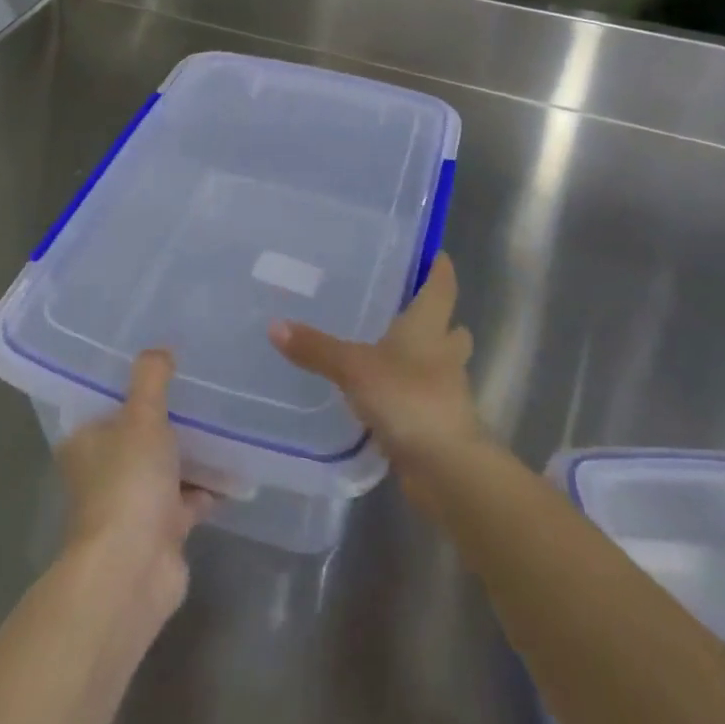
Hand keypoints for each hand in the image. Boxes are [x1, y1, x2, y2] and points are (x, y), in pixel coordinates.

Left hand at [56, 349, 214, 619]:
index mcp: (85, 441)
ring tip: (226, 423)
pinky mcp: (159, 531)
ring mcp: (131, 503)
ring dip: (191, 453)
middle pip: (139, 434)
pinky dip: (207, 488)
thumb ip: (151, 379)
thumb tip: (160, 349)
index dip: (134, 384)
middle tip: (205, 390)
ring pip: (165, 467)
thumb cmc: (128, 483)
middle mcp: (103, 471)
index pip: (108, 402)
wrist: (132, 570)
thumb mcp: (141, 417)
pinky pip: (187, 499)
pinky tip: (235, 470)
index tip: (166, 364)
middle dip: (170, 418)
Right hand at [269, 254, 486, 500]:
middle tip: (411, 309)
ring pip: (443, 367)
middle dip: (439, 320)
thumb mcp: (353, 368)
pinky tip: (388, 398)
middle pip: (450, 330)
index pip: (441, 289)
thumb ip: (315, 348)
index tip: (439, 255)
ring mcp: (447, 393)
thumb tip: (274, 324)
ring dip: (429, 360)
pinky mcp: (440, 426)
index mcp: (428, 328)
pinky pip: (427, 401)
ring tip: (396, 354)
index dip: (440, 271)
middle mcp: (443, 355)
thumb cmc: (407, 399)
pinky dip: (413, 395)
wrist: (447, 468)